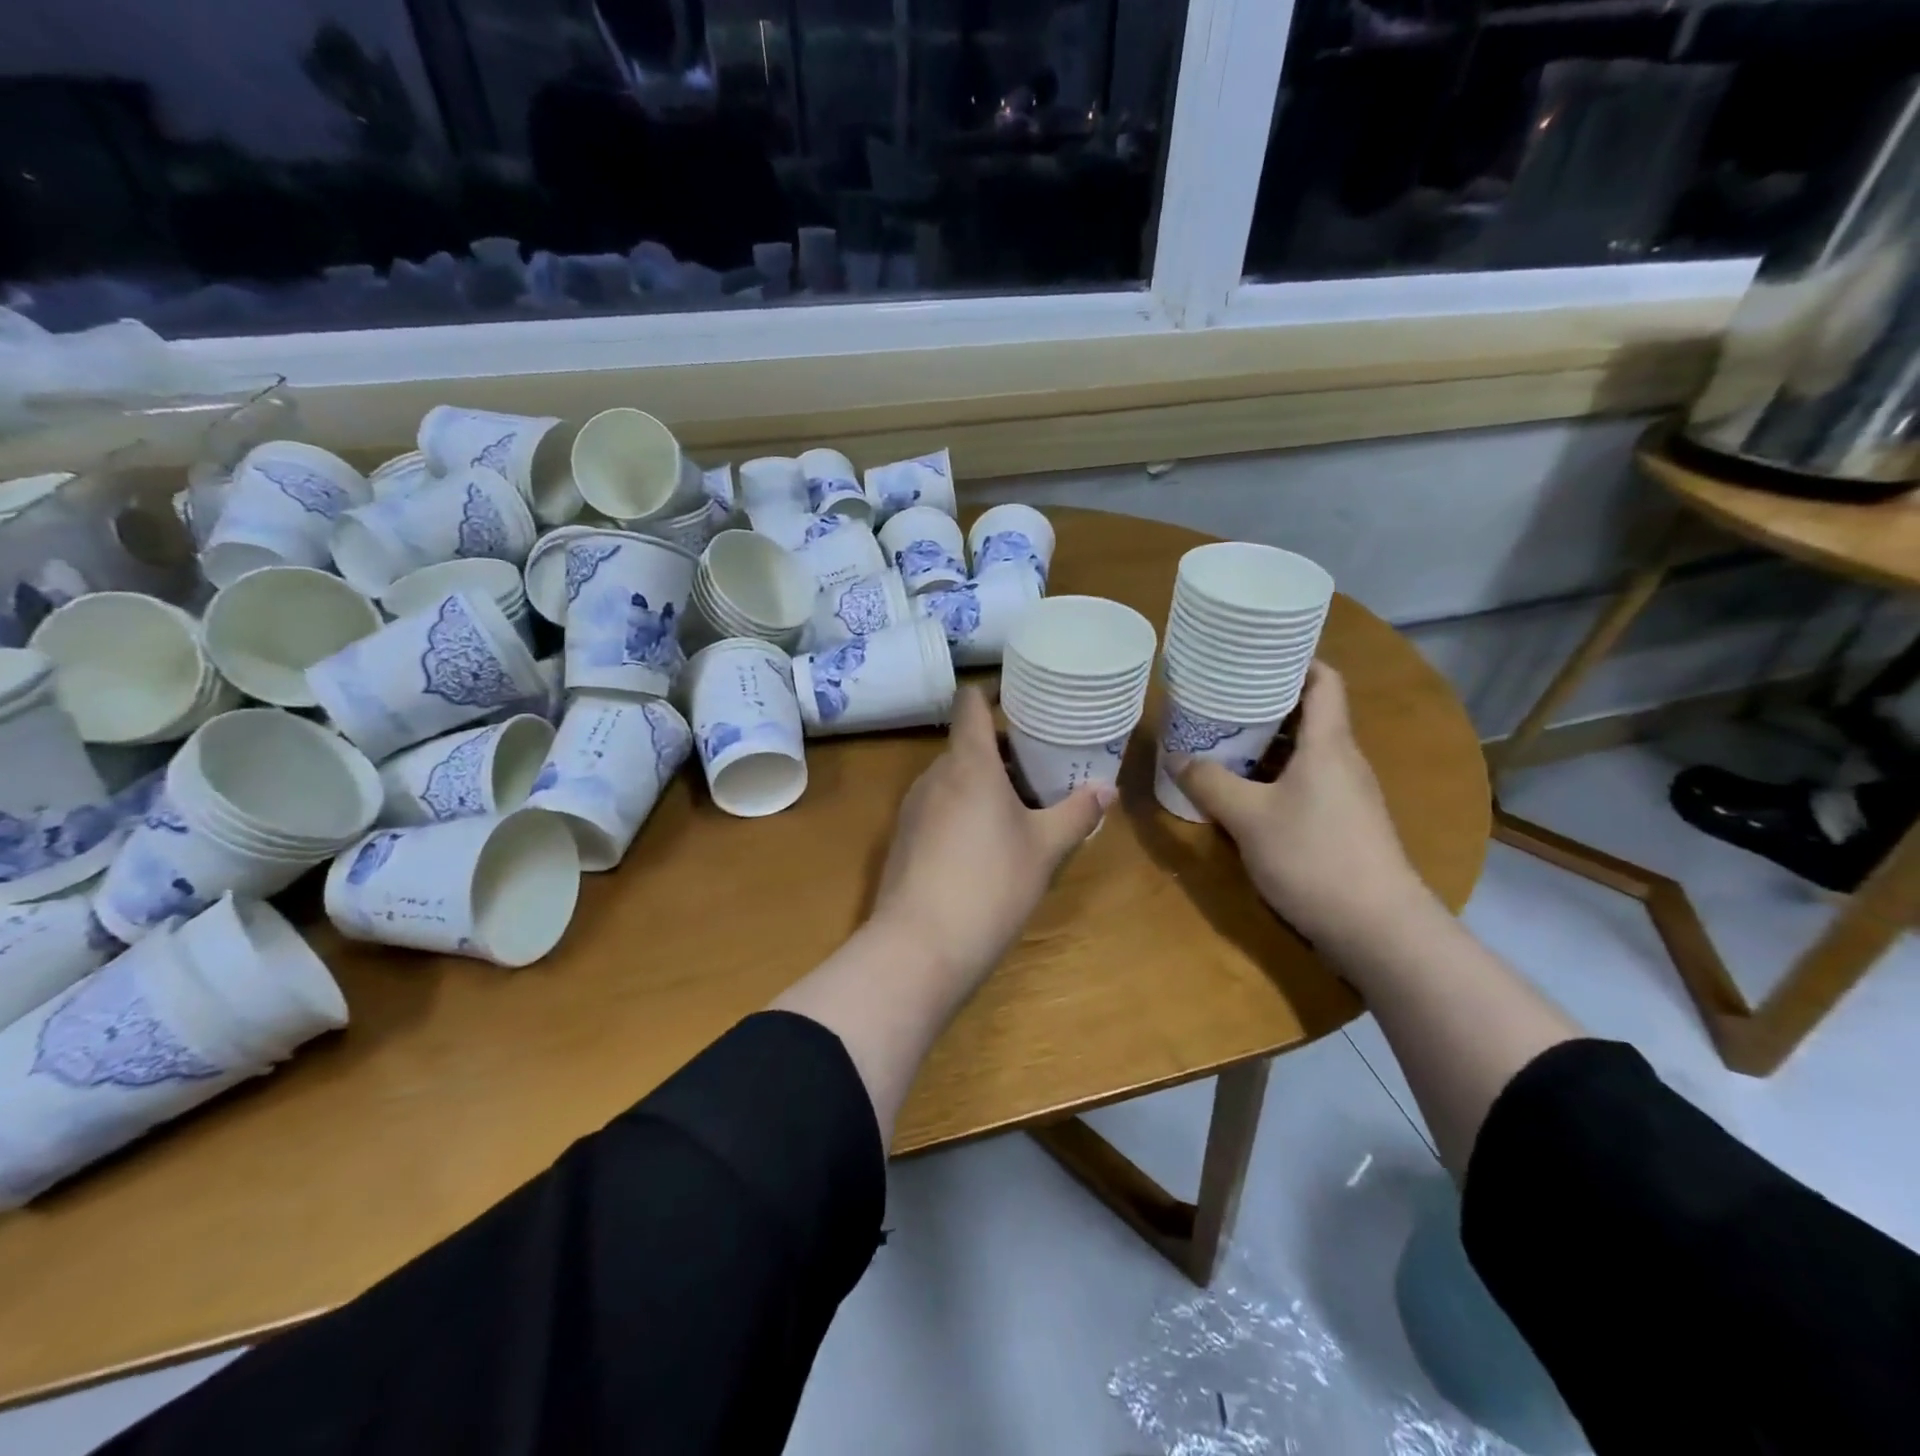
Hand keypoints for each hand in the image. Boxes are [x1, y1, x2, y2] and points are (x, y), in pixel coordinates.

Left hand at [870, 686, 1111, 984]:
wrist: (919, 946)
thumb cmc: (991, 884)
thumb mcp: (1045, 849)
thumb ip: (1077, 813)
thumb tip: (1108, 789)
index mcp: (968, 762)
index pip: (971, 702)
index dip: (995, 691)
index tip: (1025, 697)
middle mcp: (934, 775)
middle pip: (967, 743)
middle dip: (1004, 749)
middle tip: (1044, 765)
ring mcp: (913, 807)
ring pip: (954, 777)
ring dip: (986, 782)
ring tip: (1024, 806)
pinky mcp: (904, 838)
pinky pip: (940, 806)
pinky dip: (965, 808)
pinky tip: (989, 843)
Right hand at [1175, 662, 1429, 946]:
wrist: (1377, 928)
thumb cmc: (1314, 857)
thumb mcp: (1248, 818)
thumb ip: (1209, 783)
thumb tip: (1175, 757)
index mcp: (1329, 744)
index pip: (1323, 680)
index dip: (1295, 660)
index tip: (1256, 655)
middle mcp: (1343, 760)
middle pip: (1310, 714)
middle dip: (1266, 703)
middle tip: (1220, 698)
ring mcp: (1347, 794)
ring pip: (1306, 752)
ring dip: (1267, 743)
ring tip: (1223, 738)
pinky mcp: (1344, 823)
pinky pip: (1307, 781)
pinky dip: (1275, 775)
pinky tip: (1244, 790)